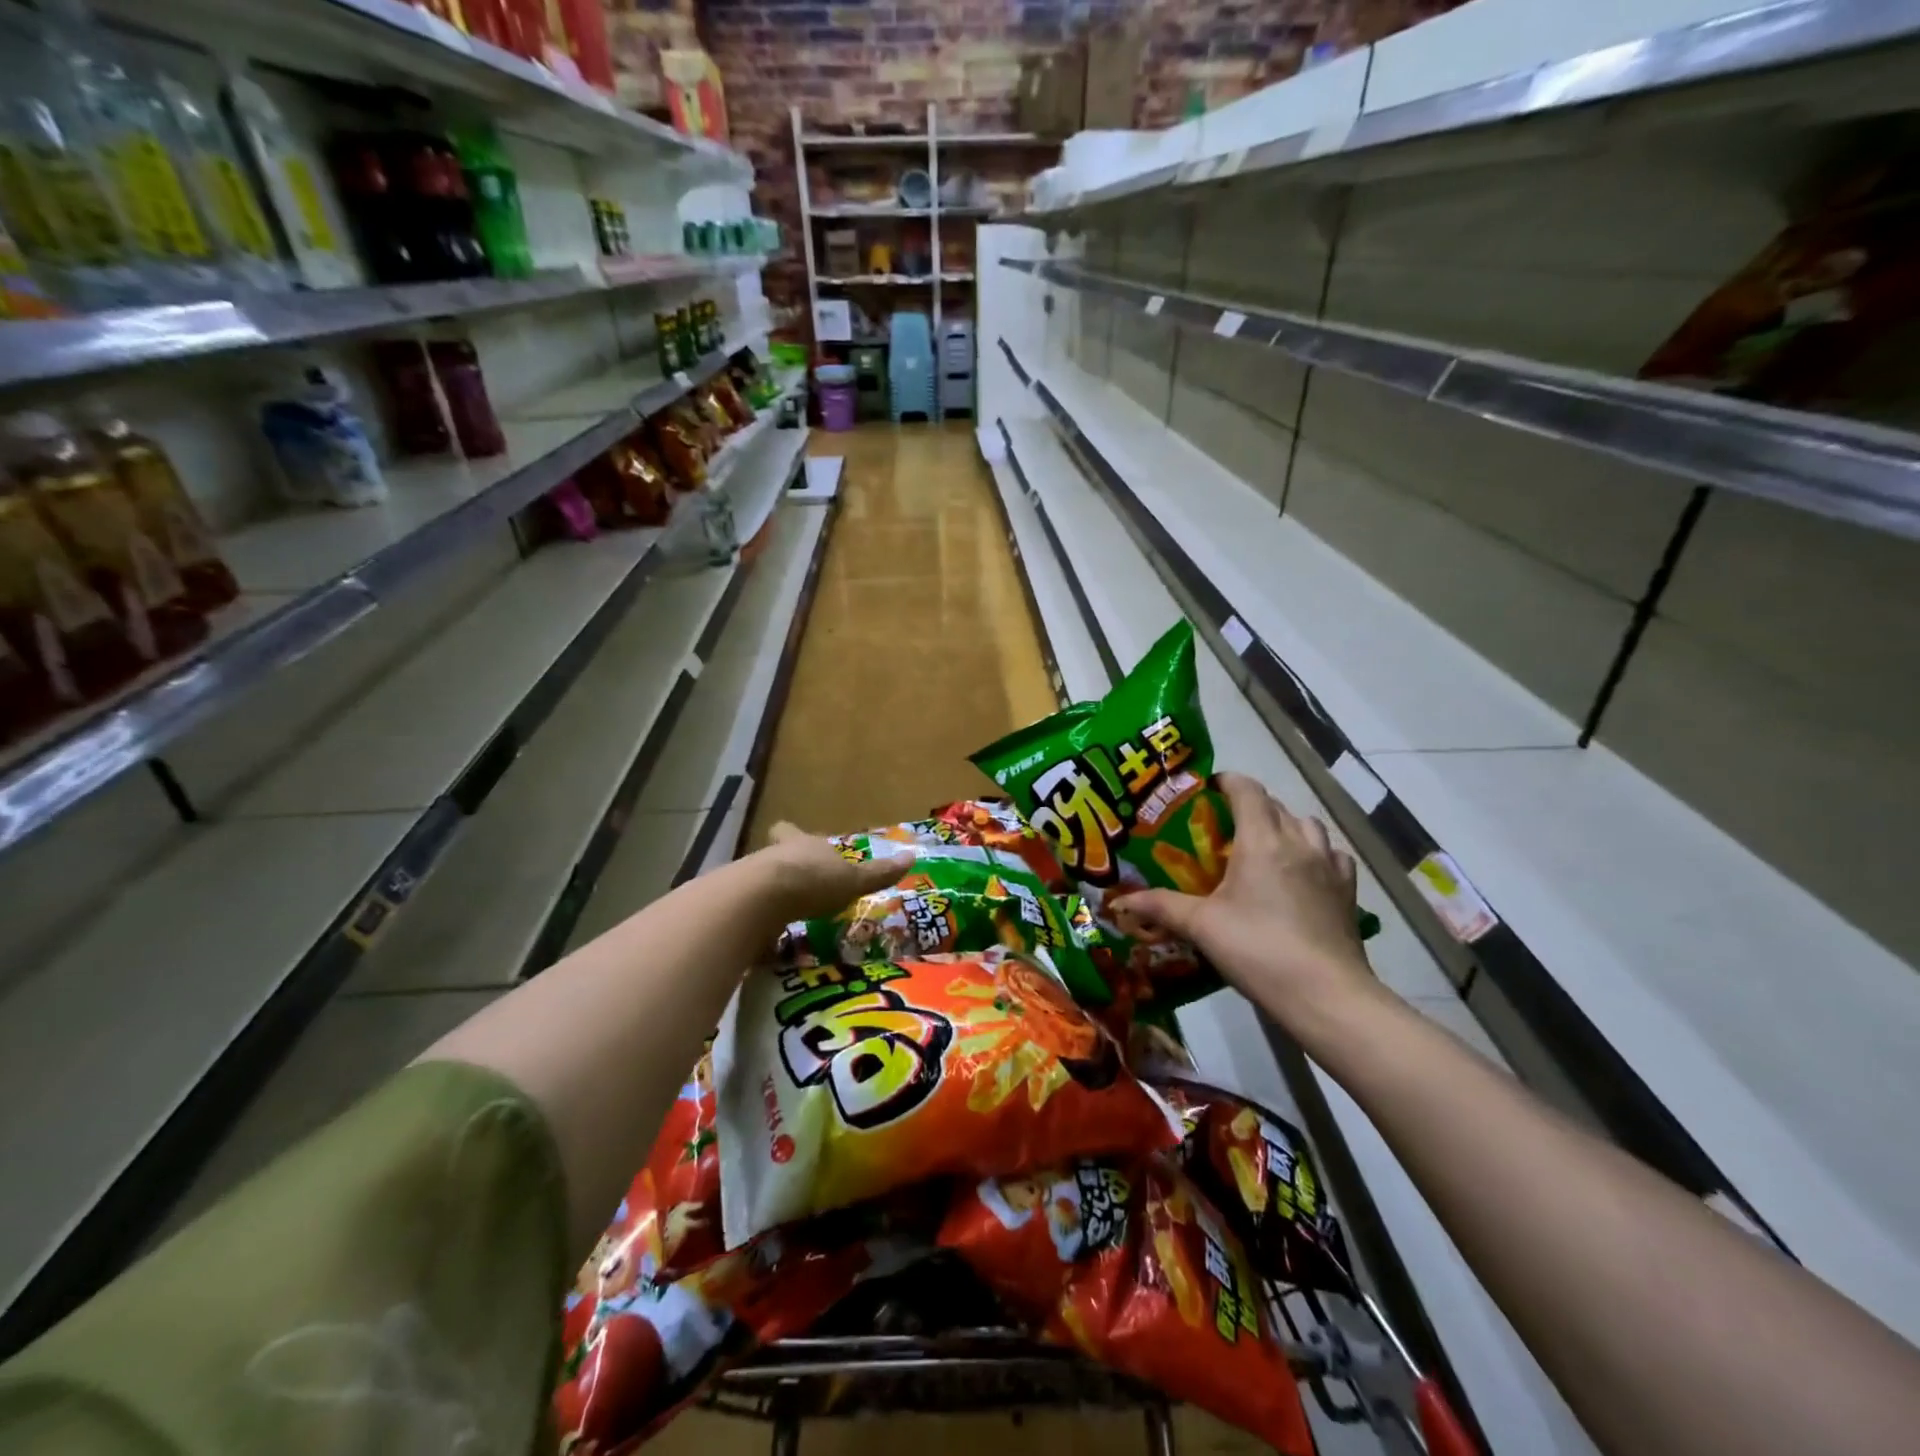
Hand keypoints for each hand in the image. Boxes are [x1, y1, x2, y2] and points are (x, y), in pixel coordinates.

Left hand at [746, 821, 914, 928]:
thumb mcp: (853, 880)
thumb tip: (911, 857)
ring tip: (787, 919)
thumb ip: (878, 873)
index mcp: (801, 844)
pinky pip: (750, 914)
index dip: (791, 834)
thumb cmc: (813, 881)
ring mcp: (751, 881)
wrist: (761, 899)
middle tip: (797, 887)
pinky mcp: (738, 908)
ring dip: (772, 898)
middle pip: (776, 857)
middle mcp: (773, 856)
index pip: (790, 831)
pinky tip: (769, 939)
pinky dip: (759, 924)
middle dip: (786, 870)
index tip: (791, 836)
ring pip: (760, 883)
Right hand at [1118, 773, 1375, 1028]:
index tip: (1206, 789)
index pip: (1247, 790)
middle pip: (1274, 805)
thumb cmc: (1257, 949)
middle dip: (1249, 806)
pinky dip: (1314, 853)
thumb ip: (1160, 906)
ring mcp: (1329, 865)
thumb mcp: (1201, 926)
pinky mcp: (1348, 891)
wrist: (1325, 995)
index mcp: (1262, 840)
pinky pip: (1331, 855)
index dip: (1226, 782)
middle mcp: (1298, 842)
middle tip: (1223, 826)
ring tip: (1263, 847)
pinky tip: (1302, 873)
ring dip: (1285, 826)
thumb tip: (1119, 900)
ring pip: (1307, 826)